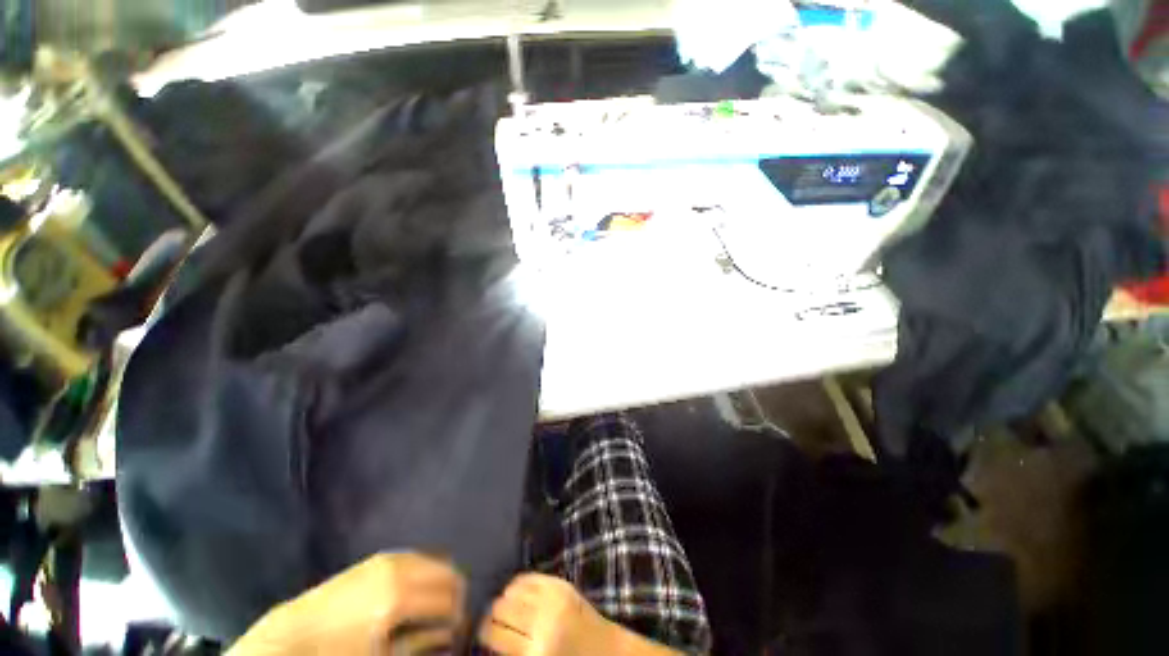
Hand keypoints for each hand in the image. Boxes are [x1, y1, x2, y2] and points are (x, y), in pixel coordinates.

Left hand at [228, 552, 464, 655]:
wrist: (295, 634)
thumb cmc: (339, 654)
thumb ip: (420, 643)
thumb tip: (448, 634)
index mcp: (399, 600)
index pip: (448, 600)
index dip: (458, 616)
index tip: (457, 629)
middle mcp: (399, 572)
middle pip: (447, 573)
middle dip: (454, 595)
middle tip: (451, 616)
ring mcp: (389, 560)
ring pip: (435, 560)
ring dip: (441, 581)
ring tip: (436, 603)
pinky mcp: (379, 557)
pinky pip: (417, 557)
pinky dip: (426, 571)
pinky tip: (419, 589)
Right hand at [477, 573, 616, 655]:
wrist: (607, 652)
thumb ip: (512, 653)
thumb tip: (486, 635)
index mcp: (534, 653)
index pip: (492, 633)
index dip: (481, 630)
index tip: (480, 631)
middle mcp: (541, 622)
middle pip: (500, 607)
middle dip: (492, 613)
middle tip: (492, 619)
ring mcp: (553, 598)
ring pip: (512, 589)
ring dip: (505, 597)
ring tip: (506, 607)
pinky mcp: (561, 583)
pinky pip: (529, 577)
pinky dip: (519, 584)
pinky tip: (518, 593)